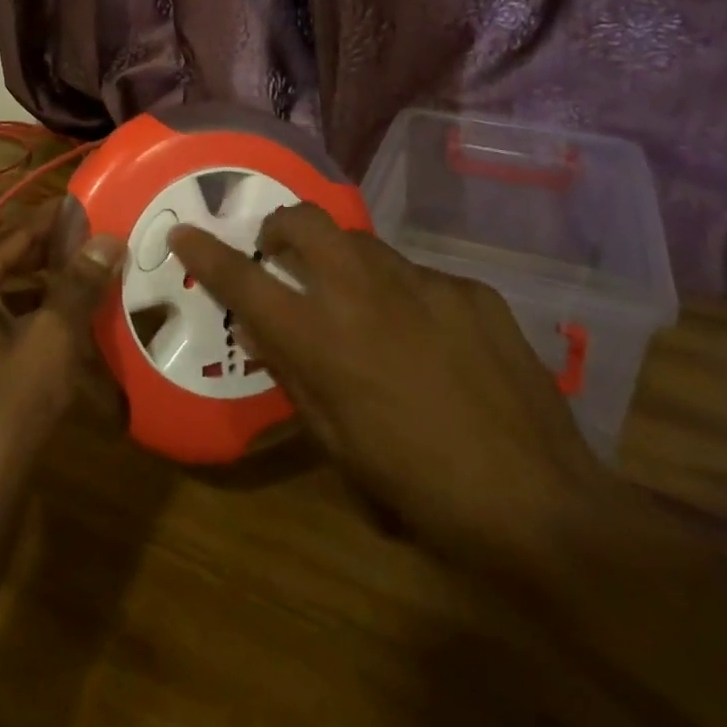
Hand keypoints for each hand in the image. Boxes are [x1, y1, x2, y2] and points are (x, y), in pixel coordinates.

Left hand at [0, 213, 125, 499]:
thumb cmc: (10, 405)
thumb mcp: (54, 338)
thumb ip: (79, 284)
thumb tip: (107, 239)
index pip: (14, 234)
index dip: (53, 220)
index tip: (87, 206)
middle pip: (3, 263)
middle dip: (48, 255)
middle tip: (92, 244)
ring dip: (38, 288)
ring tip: (81, 284)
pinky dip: (24, 319)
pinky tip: (56, 332)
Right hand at [168, 204, 612, 581]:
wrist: (540, 504)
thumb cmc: (420, 489)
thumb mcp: (337, 445)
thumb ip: (295, 377)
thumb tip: (265, 334)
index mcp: (322, 338)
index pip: (245, 279)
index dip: (207, 253)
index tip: (186, 233)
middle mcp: (364, 293)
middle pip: (304, 221)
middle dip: (279, 224)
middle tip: (278, 250)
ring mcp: (422, 283)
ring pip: (361, 242)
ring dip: (342, 260)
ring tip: (358, 302)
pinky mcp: (468, 289)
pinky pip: (418, 276)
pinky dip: (403, 295)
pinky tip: (428, 339)